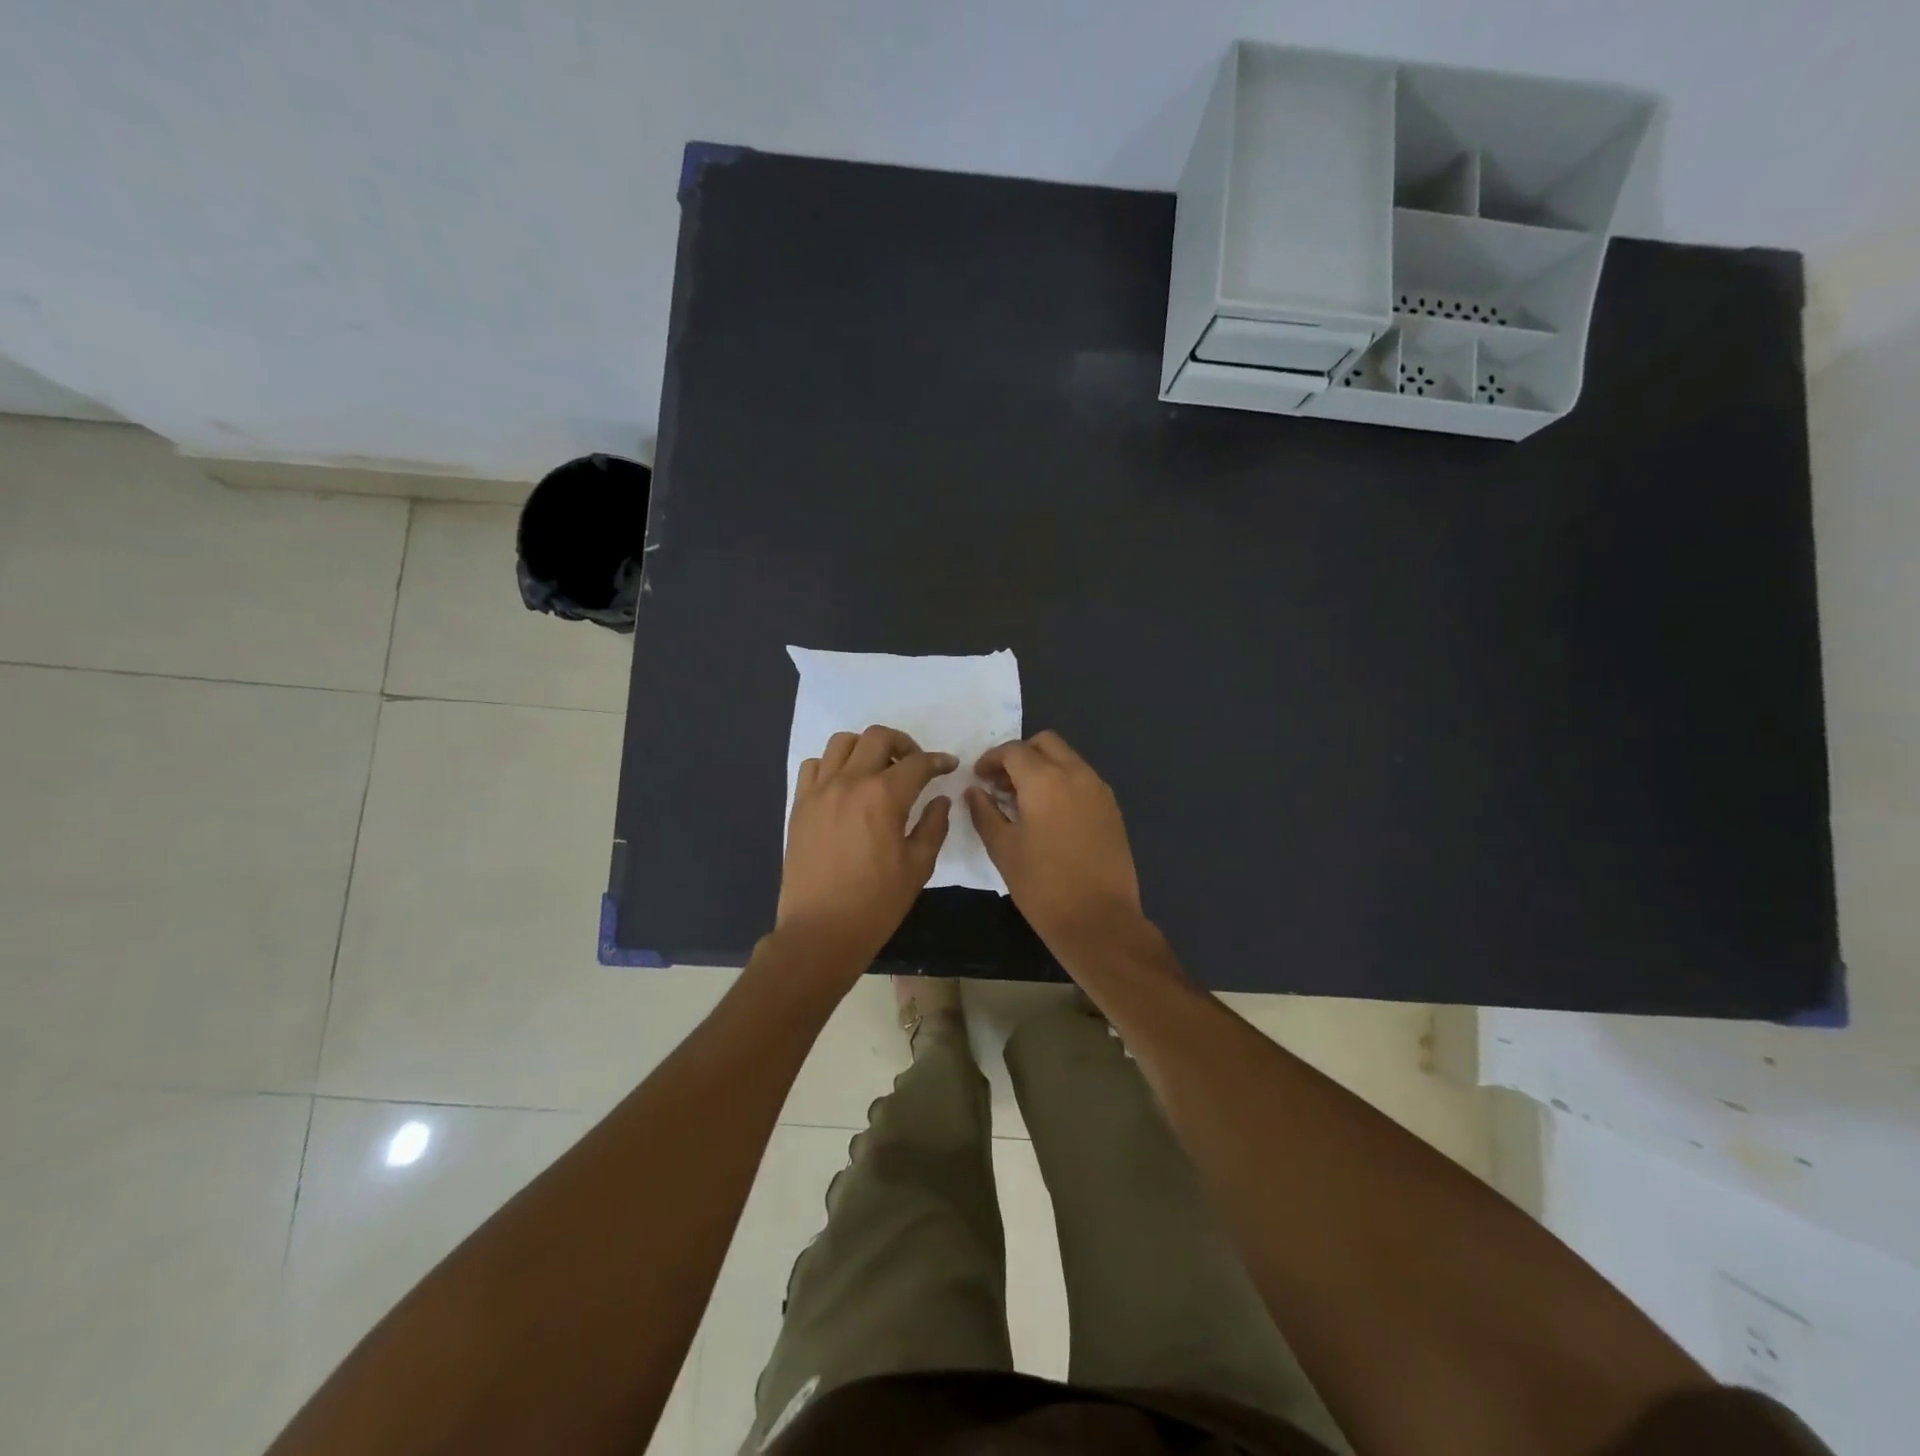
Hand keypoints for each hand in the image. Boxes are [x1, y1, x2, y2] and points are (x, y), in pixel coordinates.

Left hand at [777, 725, 955, 972]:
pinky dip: (833, 765)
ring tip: (877, 769)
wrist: (821, 930)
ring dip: (866, 748)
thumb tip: (940, 800)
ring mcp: (820, 790)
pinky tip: (845, 785)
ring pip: (842, 742)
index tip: (948, 766)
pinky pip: (814, 766)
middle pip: (878, 737)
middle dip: (903, 743)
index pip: (917, 763)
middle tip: (914, 764)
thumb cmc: (876, 903)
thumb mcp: (918, 866)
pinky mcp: (800, 804)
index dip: (938, 761)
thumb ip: (934, 826)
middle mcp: (850, 781)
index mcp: (884, 796)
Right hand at [965, 731, 1145, 957]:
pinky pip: (1083, 779)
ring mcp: (1099, 790)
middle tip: (1001, 783)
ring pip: (1068, 758)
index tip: (978, 777)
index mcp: (1045, 780)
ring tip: (1023, 800)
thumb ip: (985, 813)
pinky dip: (1063, 782)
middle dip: (1020, 755)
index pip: (1014, 751)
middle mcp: (1076, 774)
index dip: (991, 759)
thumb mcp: (1003, 849)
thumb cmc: (1042, 886)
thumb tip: (974, 791)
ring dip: (1043, 767)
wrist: (1099, 920)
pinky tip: (1050, 814)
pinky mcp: (1112, 809)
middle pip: (1046, 743)